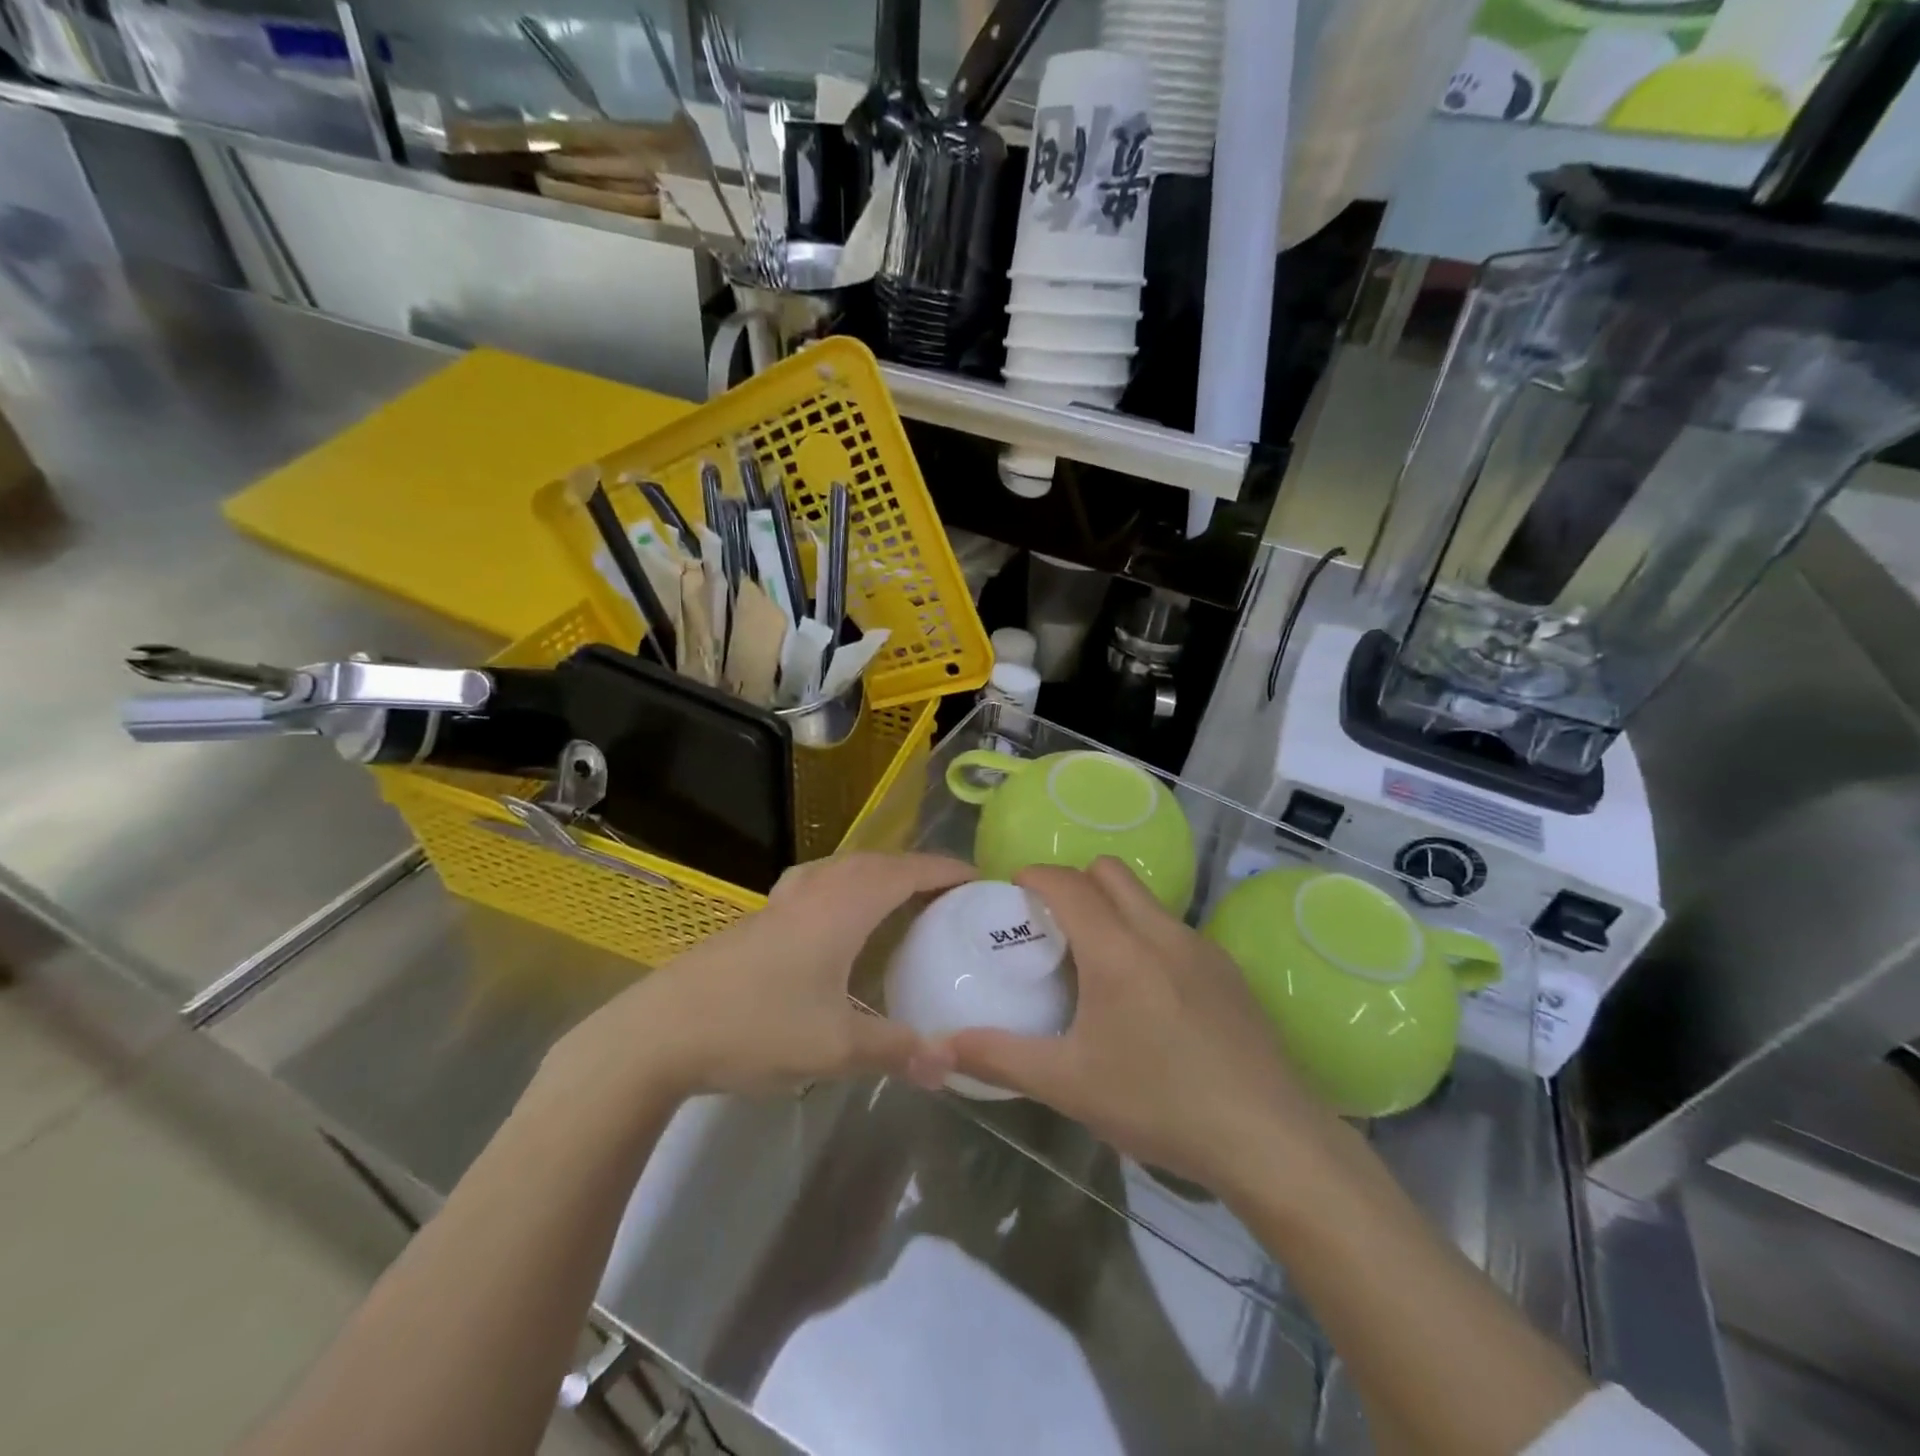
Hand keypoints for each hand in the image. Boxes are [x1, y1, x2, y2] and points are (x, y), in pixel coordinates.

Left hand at [549, 852, 973, 1101]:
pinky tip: (837, 919)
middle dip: (916, 869)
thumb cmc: (755, 1027)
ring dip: (878, 873)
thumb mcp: (835, 1048)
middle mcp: (815, 891)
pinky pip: (817, 884)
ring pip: (842, 868)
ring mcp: (781, 902)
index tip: (979, 878)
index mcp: (842, 907)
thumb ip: (898, 1051)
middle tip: (948, 893)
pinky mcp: (758, 920)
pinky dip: (845, 886)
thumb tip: (952, 1065)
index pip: (906, 872)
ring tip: (900, 898)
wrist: (659, 1032)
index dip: (945, 870)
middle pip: (876, 862)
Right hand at [928, 858, 1338, 1196]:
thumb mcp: (1070, 1084)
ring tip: (1094, 960)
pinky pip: (1174, 930)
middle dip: (1074, 882)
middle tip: (1051, 925)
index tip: (1011, 891)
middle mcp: (1160, 931)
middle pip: (1110, 872)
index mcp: (1117, 948)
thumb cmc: (1160, 1103)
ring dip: (1113, 908)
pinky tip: (1146, 994)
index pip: (1067, 882)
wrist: (1271, 1138)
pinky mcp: (1229, 971)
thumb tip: (938, 1048)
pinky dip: (1146, 936)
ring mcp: (1201, 948)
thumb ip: (1000, 1058)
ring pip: (1145, 899)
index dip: (1034, 876)